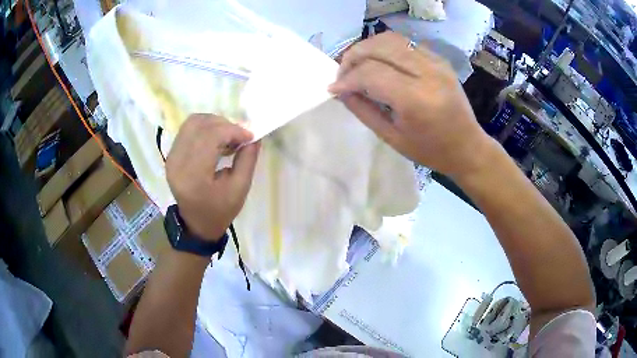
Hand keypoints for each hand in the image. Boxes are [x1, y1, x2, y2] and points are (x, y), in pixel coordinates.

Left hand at [166, 114, 259, 240]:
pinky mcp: (171, 155)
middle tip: (240, 136)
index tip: (250, 136)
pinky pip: (187, 130)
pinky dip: (204, 128)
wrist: (197, 223)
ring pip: (192, 123)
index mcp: (193, 176)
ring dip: (214, 123)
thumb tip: (254, 135)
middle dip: (224, 125)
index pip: (210, 137)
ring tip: (228, 137)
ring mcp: (171, 157)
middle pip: (200, 126)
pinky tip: (215, 139)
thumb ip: (247, 159)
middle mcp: (177, 162)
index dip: (232, 130)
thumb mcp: (240, 189)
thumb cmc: (220, 210)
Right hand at [329, 32, 493, 179]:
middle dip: (353, 56)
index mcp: (416, 99)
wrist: (468, 147)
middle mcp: (427, 73)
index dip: (347, 79)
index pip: (370, 73)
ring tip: (358, 64)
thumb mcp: (391, 137)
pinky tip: (380, 63)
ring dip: (368, 48)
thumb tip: (340, 91)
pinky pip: (406, 44)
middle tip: (343, 73)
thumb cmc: (430, 150)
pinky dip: (386, 49)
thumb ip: (363, 110)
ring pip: (391, 39)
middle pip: (379, 47)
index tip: (334, 88)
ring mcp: (436, 62)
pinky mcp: (440, 59)